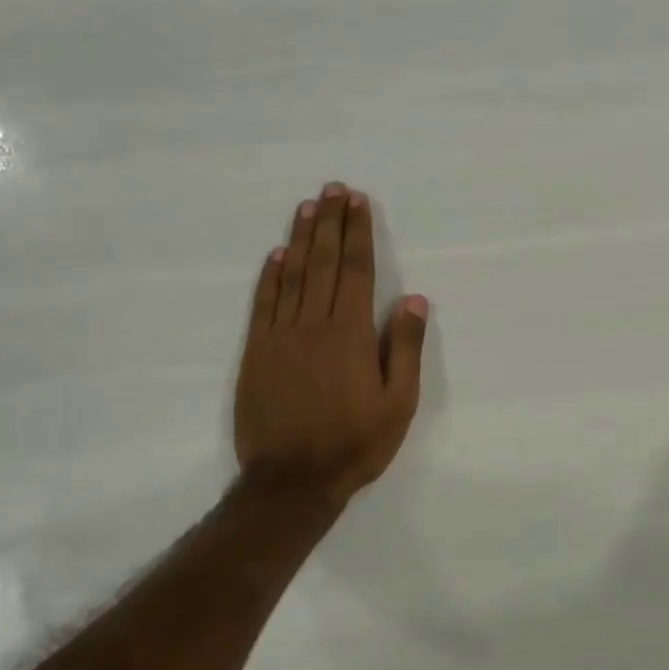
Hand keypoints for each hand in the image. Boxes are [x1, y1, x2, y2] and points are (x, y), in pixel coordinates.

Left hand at [234, 184, 428, 505]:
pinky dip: (269, 276)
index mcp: (350, 333)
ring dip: (300, 238)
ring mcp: (280, 336)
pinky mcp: (256, 353)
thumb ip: (404, 348)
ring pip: (291, 275)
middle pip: (322, 262)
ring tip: (308, 207)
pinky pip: (263, 304)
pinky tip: (276, 256)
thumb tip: (412, 299)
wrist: (291, 481)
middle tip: (333, 189)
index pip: (355, 270)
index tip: (358, 202)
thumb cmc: (354, 443)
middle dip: (330, 222)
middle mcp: (313, 324)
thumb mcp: (398, 403)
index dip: (357, 233)